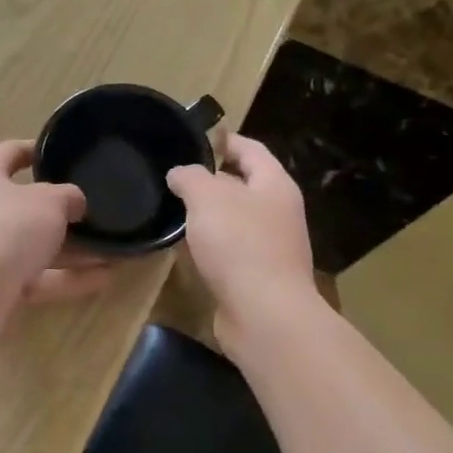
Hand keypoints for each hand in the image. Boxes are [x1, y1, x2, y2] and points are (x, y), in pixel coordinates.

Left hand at [0, 141, 114, 303]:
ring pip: (35, 246)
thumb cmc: (11, 227)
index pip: (8, 153)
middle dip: (60, 210)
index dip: (34, 149)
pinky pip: (39, 277)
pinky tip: (105, 278)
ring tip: (112, 250)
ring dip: (73, 249)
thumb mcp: (50, 201)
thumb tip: (73, 202)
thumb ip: (67, 196)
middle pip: (24, 205)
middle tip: (93, 209)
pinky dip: (68, 278)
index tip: (62, 153)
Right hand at [166, 134, 319, 341]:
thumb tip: (180, 174)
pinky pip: (230, 251)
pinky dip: (210, 246)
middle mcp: (278, 212)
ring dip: (208, 216)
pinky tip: (185, 249)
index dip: (223, 140)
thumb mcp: (207, 197)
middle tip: (174, 178)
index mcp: (274, 185)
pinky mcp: (258, 277)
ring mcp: (271, 246)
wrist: (264, 314)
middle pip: (243, 185)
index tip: (193, 139)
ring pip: (235, 220)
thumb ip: (191, 177)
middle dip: (211, 180)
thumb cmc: (239, 244)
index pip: (250, 149)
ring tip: (173, 211)